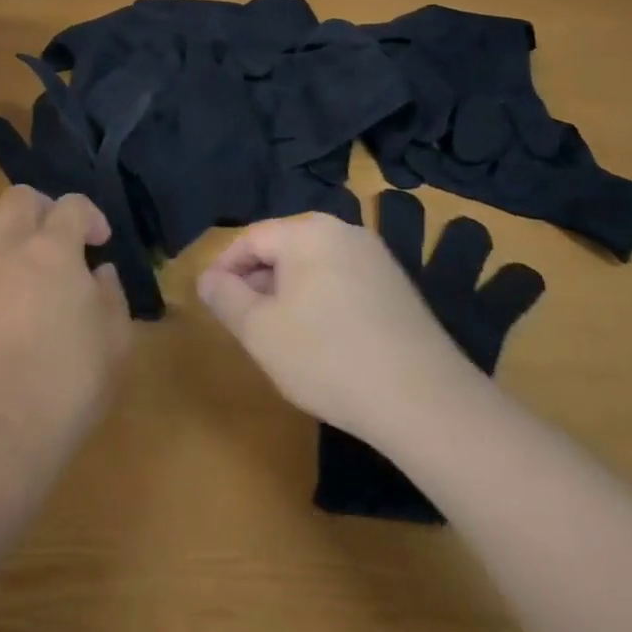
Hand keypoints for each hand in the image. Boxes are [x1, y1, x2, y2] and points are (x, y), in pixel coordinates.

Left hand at [0, 187, 133, 474]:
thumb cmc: (69, 380)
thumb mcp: (115, 339)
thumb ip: (111, 295)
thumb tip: (99, 273)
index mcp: (53, 249)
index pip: (71, 205)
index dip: (91, 215)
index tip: (102, 243)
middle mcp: (10, 249)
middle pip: (19, 198)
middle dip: (44, 207)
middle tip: (62, 239)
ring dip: (16, 234)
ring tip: (36, 268)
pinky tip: (15, 302)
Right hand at [197, 212, 474, 451]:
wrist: (424, 401)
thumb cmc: (327, 357)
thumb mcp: (260, 331)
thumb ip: (225, 297)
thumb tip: (207, 278)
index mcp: (307, 231)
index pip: (251, 239)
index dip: (224, 269)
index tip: (211, 302)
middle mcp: (343, 231)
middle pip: (284, 248)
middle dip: (257, 282)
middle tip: (243, 324)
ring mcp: (376, 258)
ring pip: (313, 267)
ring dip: (288, 294)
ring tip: (279, 336)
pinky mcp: (397, 287)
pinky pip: (342, 282)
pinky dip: (321, 303)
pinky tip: (322, 343)